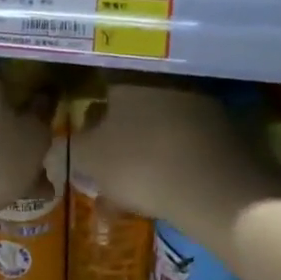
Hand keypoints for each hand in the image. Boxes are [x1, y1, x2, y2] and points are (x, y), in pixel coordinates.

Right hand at [69, 82, 278, 230]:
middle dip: (116, 141)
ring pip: (157, 133)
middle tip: (103, 174)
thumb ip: (67, 149)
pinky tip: (160, 199)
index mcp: (131, 79)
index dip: (90, 111)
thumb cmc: (140, 163)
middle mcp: (167, 82)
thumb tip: (53, 147)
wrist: (216, 189)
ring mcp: (201, 106)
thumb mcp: (89, 158)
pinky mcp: (227, 133)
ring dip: (141, 160)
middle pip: (132, 110)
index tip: (85, 136)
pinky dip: (170, 169)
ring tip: (126, 199)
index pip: (102, 83)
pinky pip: (184, 149)